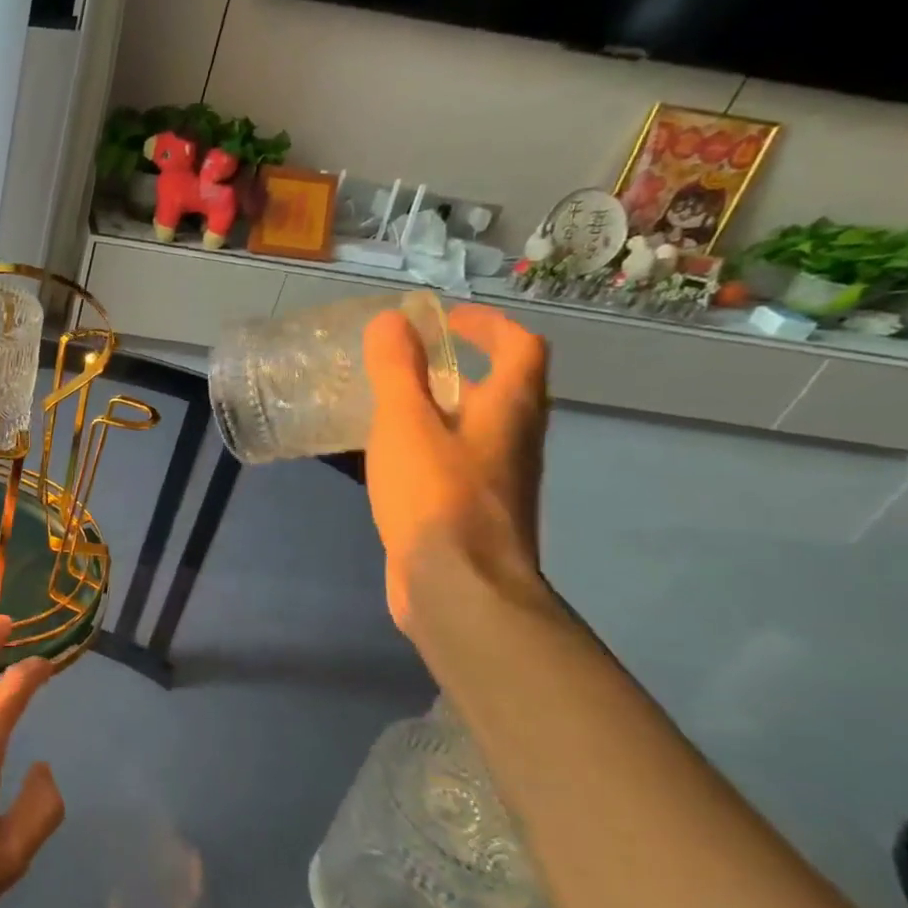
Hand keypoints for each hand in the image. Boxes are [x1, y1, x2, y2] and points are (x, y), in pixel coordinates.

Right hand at [363, 304, 549, 634]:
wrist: (458, 587)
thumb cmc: (435, 495)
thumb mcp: (405, 423)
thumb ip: (396, 370)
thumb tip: (392, 320)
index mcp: (510, 409)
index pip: (520, 347)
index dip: (487, 325)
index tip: (443, 320)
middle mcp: (514, 441)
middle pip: (501, 390)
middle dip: (459, 368)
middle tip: (407, 363)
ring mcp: (496, 481)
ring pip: (475, 430)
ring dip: (440, 410)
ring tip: (389, 407)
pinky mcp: (472, 513)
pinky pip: (454, 463)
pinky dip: (427, 448)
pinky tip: (388, 461)